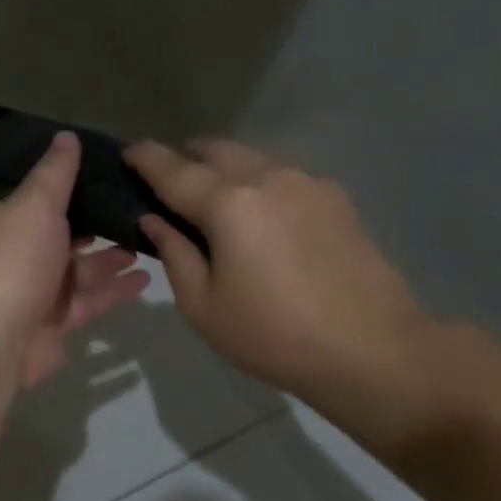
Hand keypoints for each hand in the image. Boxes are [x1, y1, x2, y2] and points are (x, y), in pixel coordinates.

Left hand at [0, 132, 151, 392]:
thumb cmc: (11, 262)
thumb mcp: (34, 205)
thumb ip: (54, 173)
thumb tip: (65, 136)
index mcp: (0, 223)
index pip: (35, 199)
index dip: (70, 187)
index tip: (108, 175)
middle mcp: (13, 256)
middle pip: (60, 234)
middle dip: (95, 223)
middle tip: (137, 208)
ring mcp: (32, 293)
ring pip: (78, 270)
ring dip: (110, 258)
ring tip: (148, 239)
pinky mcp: (53, 325)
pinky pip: (88, 302)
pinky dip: (114, 290)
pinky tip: (146, 279)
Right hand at [127, 138, 447, 458]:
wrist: (373, 351)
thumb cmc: (273, 335)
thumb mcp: (203, 306)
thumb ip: (174, 253)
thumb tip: (154, 220)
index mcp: (227, 203)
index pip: (173, 169)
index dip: (145, 158)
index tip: (127, 152)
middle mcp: (266, 177)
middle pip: (215, 150)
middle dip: (186, 157)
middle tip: (170, 182)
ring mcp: (306, 183)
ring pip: (251, 157)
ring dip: (224, 168)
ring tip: (214, 199)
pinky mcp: (335, 197)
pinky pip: (282, 174)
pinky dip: (258, 182)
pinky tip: (260, 216)